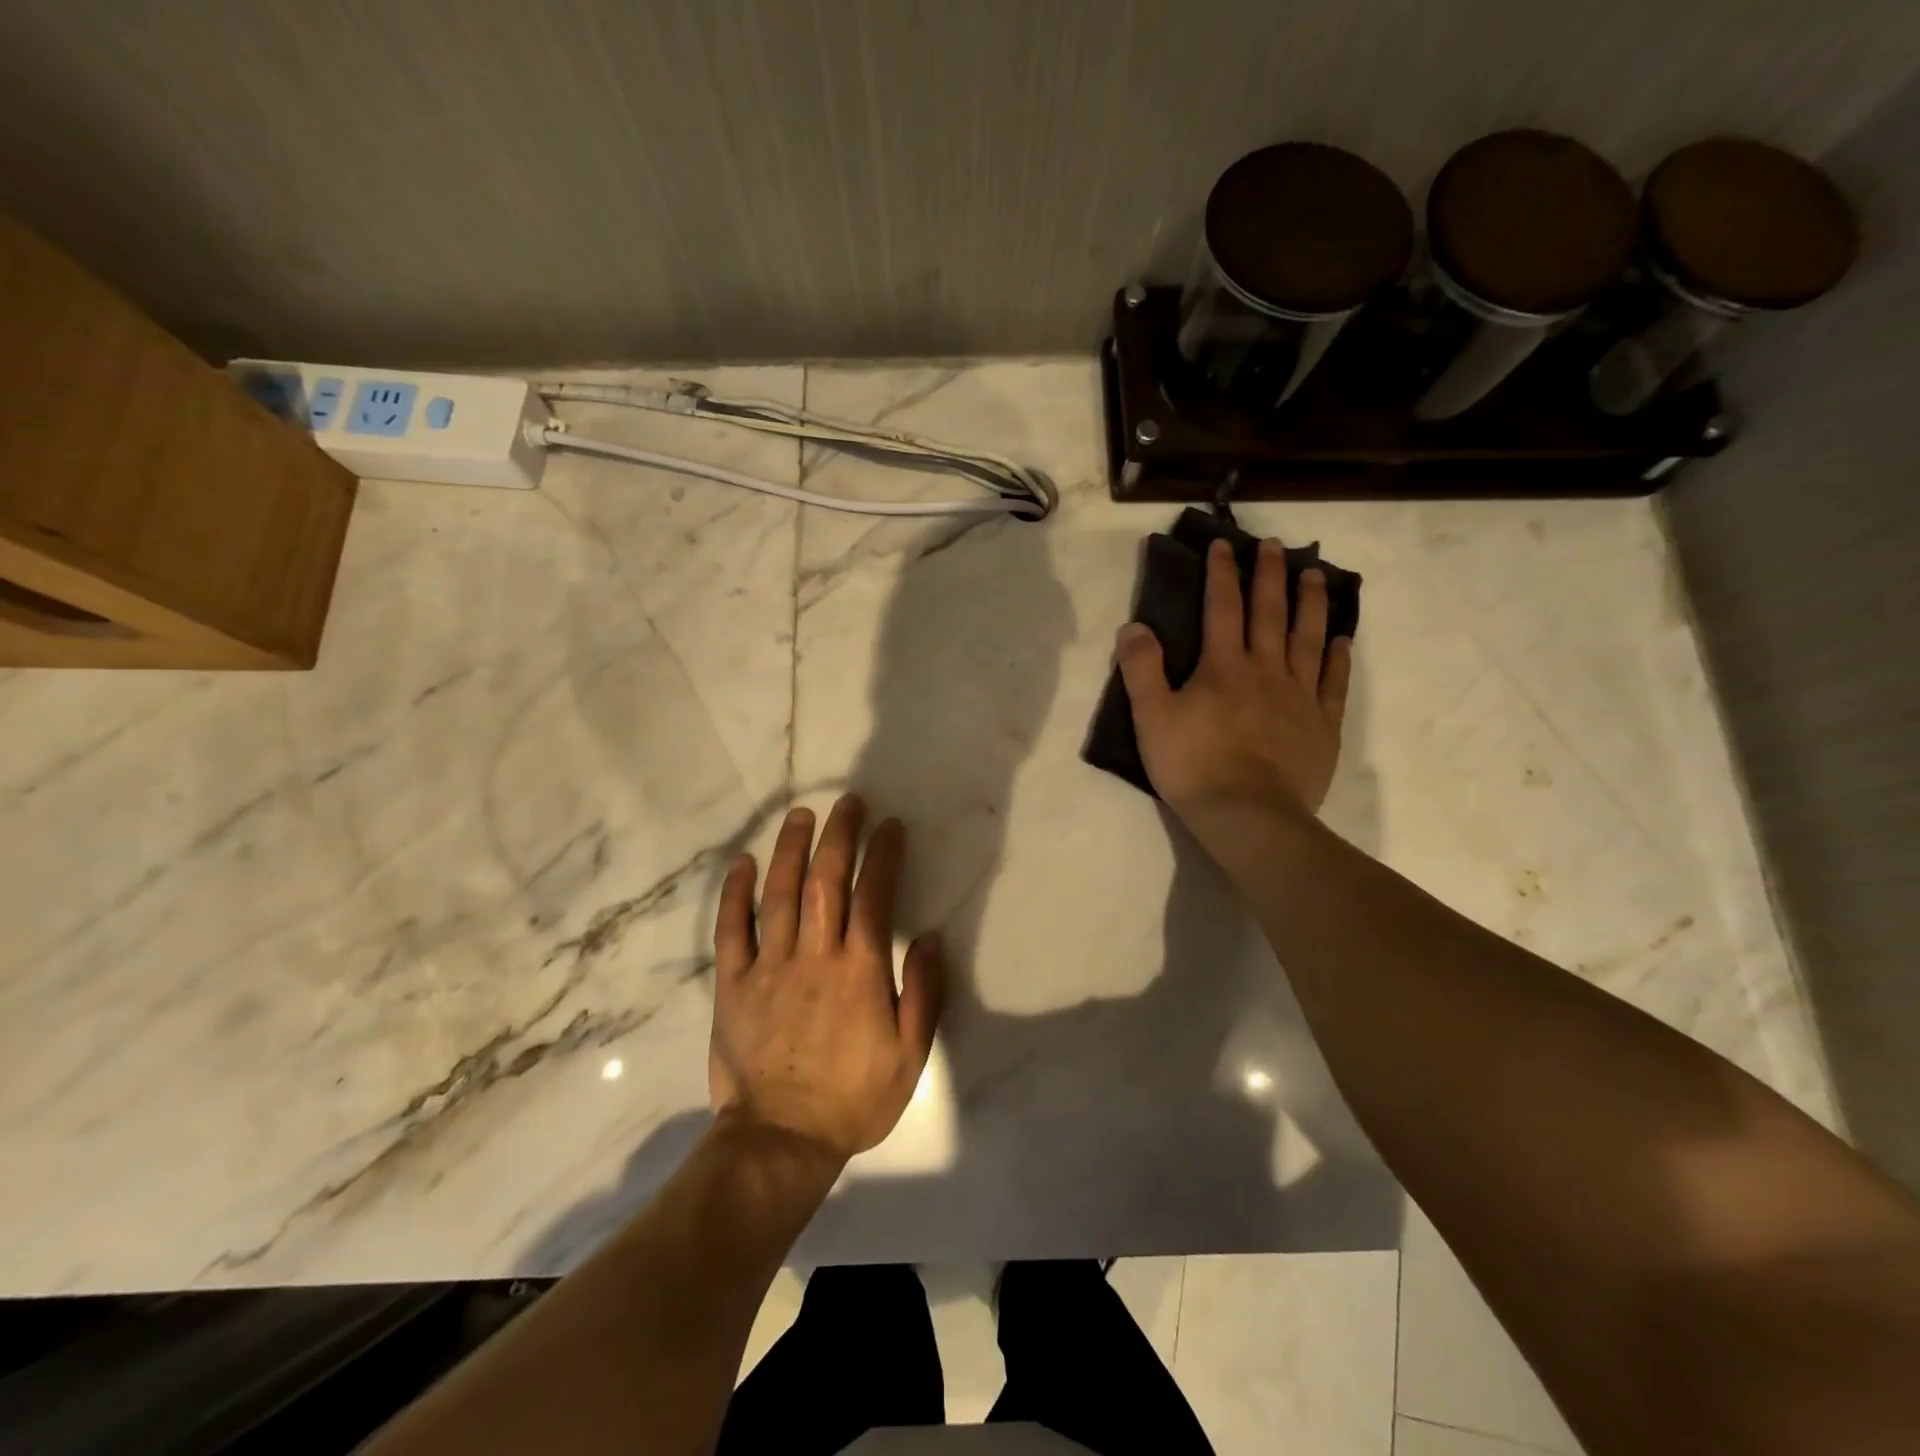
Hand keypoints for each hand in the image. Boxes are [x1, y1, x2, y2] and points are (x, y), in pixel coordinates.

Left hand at [709, 795, 944, 1163]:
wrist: (780, 1141)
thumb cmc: (853, 1098)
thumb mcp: (910, 1055)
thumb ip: (923, 992)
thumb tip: (932, 937)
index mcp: (860, 970)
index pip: (875, 896)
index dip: (884, 855)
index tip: (890, 826)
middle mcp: (814, 956)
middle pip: (826, 881)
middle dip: (839, 836)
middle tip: (847, 802)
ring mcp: (769, 967)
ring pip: (780, 894)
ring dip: (791, 849)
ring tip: (800, 815)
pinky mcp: (733, 984)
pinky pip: (731, 930)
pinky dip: (736, 894)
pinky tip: (744, 863)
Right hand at [1116, 537, 1351, 835]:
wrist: (1248, 815)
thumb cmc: (1193, 766)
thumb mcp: (1151, 717)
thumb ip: (1142, 669)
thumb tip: (1135, 625)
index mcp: (1223, 666)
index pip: (1221, 608)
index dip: (1222, 573)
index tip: (1225, 544)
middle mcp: (1265, 670)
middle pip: (1269, 613)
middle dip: (1270, 576)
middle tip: (1276, 545)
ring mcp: (1299, 696)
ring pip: (1308, 639)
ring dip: (1311, 604)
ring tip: (1315, 575)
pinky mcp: (1322, 725)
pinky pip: (1334, 683)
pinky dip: (1338, 658)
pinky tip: (1341, 640)